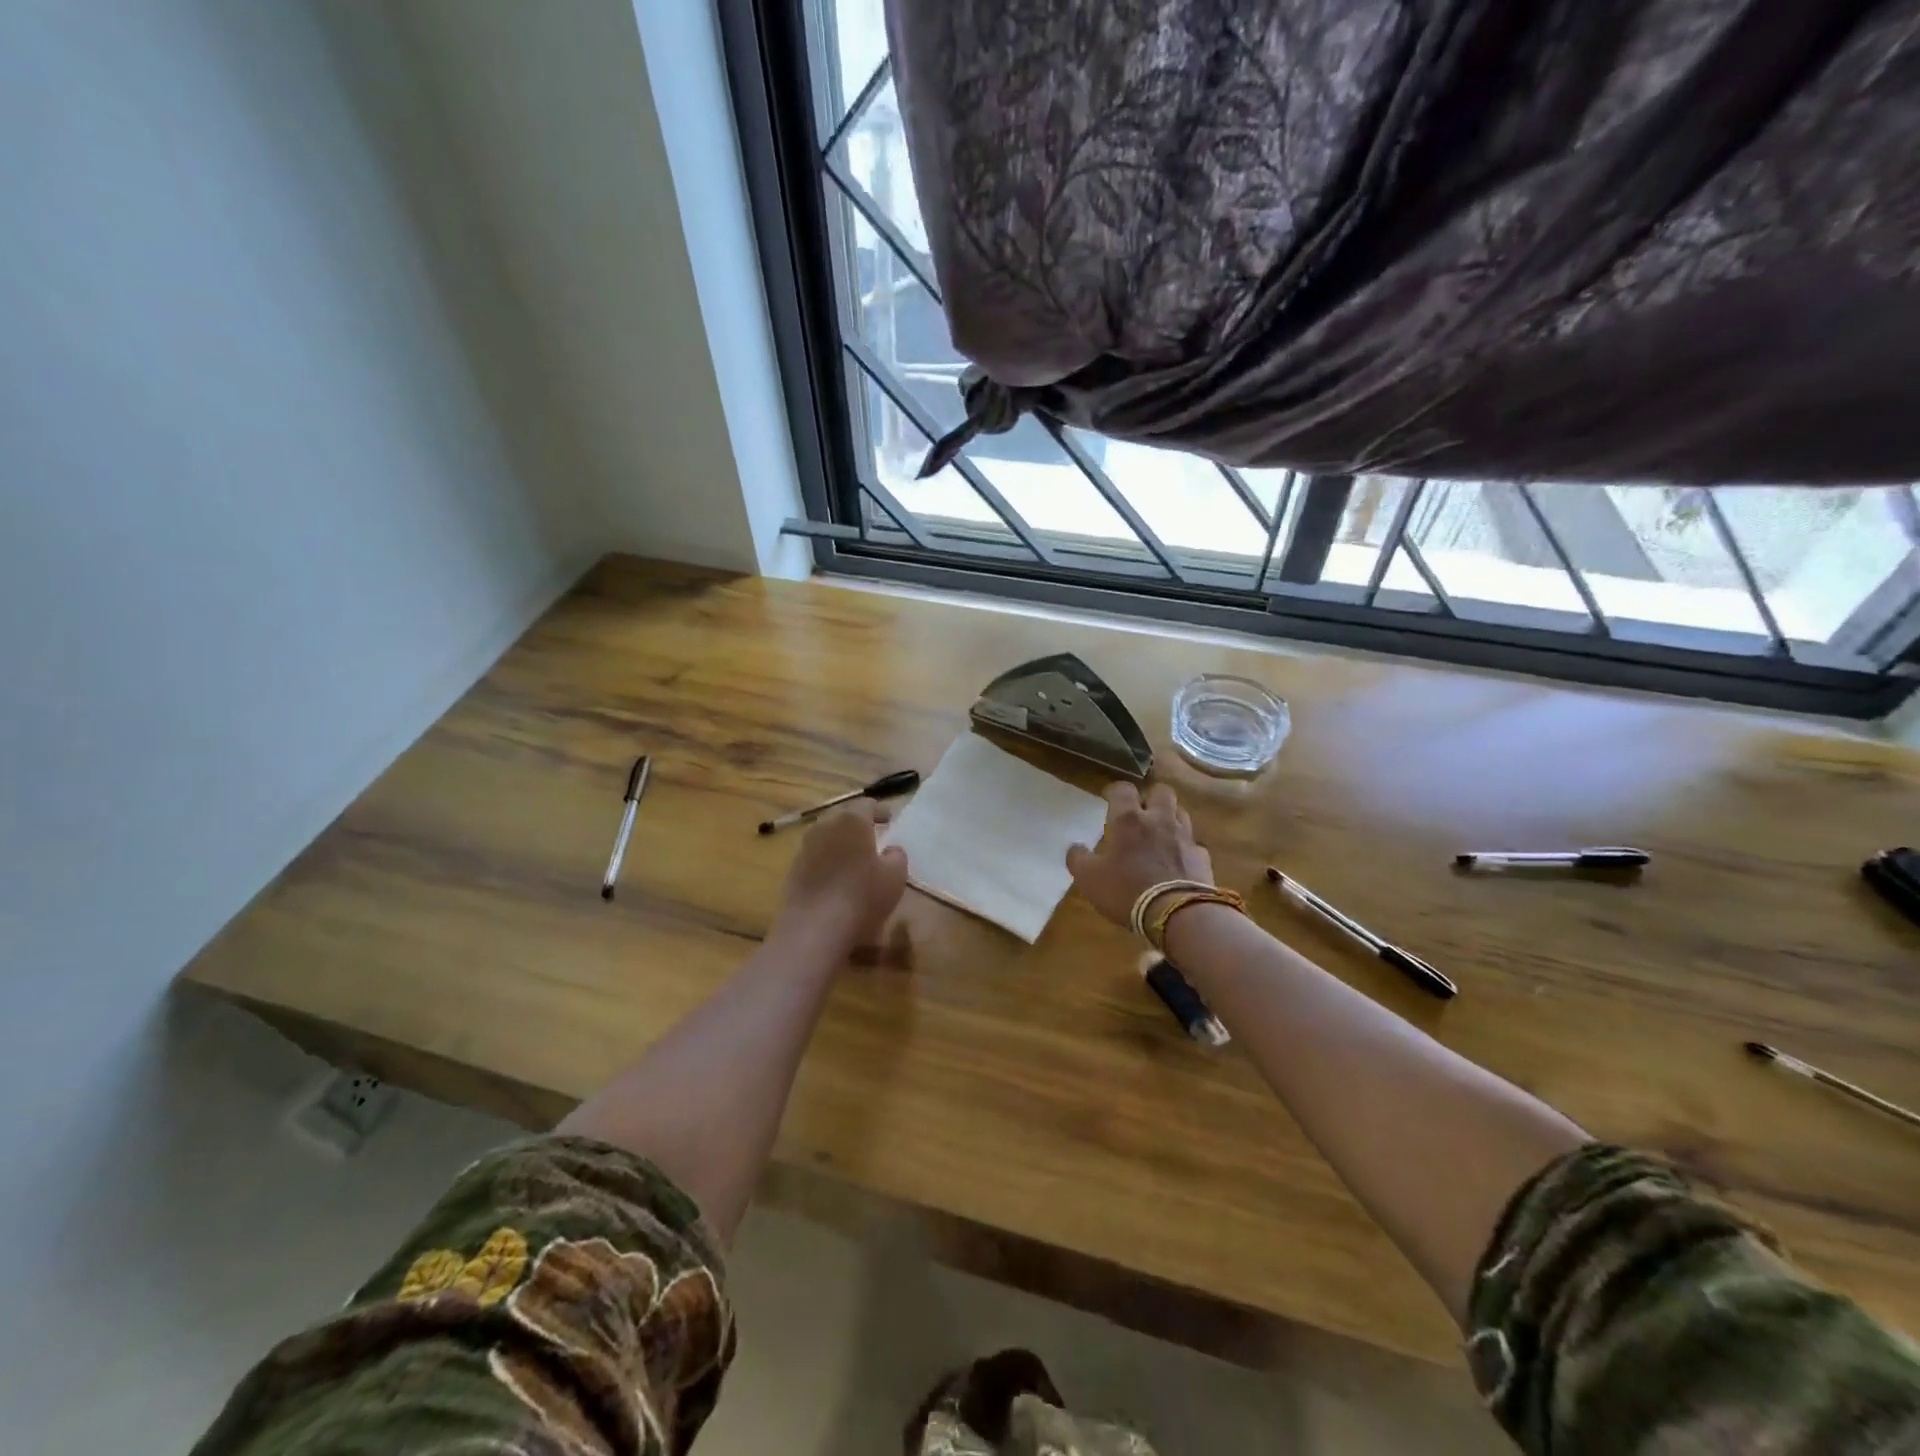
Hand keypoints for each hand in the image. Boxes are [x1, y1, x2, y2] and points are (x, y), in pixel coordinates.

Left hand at [772, 800, 909, 952]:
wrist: (814, 928)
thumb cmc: (862, 895)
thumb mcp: (895, 875)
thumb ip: (897, 855)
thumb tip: (890, 850)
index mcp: (851, 821)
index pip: (867, 804)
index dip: (881, 811)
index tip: (890, 820)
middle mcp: (824, 826)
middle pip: (844, 819)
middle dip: (859, 827)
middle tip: (874, 840)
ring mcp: (805, 848)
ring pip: (827, 838)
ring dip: (842, 845)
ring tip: (855, 862)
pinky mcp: (793, 870)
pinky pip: (816, 859)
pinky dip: (828, 864)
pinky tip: (837, 882)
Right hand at [1066, 782, 1213, 928]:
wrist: (1177, 915)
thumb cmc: (1126, 890)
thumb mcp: (1089, 878)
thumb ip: (1079, 859)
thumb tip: (1075, 847)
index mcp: (1129, 819)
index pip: (1123, 789)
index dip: (1115, 791)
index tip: (1108, 798)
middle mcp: (1160, 820)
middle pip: (1161, 792)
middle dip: (1151, 798)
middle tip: (1140, 813)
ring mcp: (1185, 837)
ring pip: (1181, 814)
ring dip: (1170, 819)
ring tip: (1160, 834)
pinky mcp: (1202, 858)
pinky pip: (1194, 845)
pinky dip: (1185, 849)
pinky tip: (1178, 861)